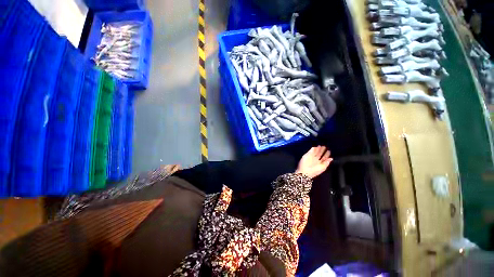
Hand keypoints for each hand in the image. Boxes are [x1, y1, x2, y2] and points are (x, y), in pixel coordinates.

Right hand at [295, 146, 332, 178]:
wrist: (304, 172)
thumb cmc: (314, 171)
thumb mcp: (323, 168)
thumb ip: (327, 162)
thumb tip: (331, 158)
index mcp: (320, 163)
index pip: (324, 158)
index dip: (326, 154)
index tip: (328, 150)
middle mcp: (316, 160)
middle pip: (320, 154)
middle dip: (322, 150)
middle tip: (324, 146)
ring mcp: (311, 157)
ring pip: (315, 152)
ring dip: (318, 148)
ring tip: (320, 145)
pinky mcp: (307, 155)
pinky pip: (310, 151)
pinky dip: (313, 148)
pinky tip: (315, 146)